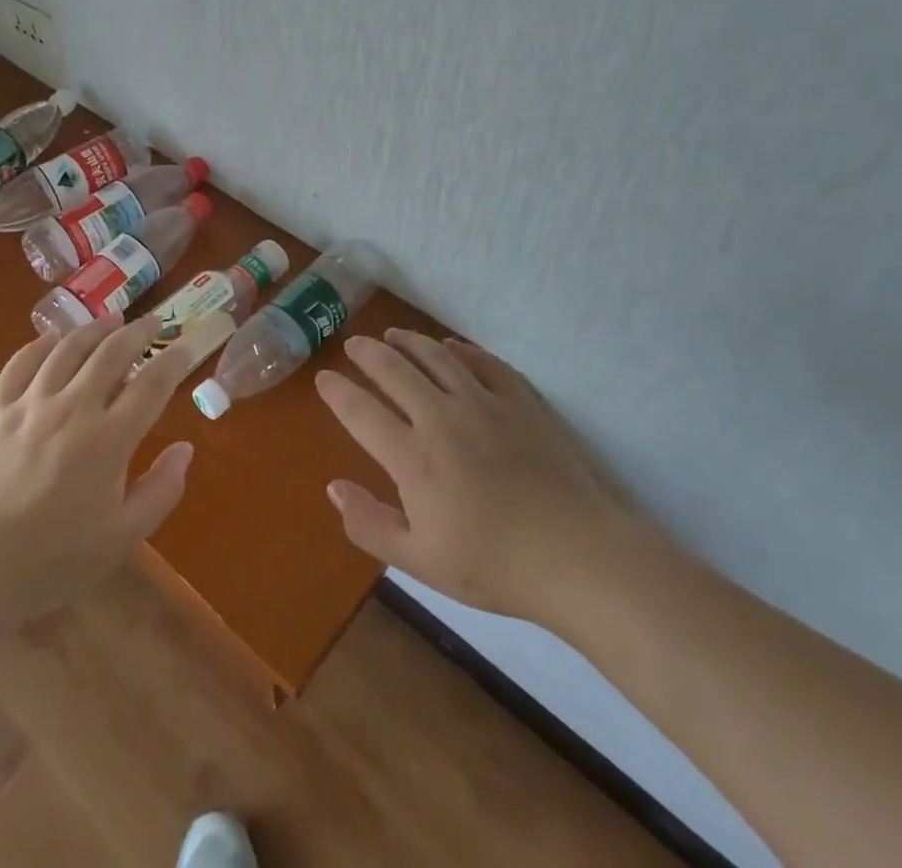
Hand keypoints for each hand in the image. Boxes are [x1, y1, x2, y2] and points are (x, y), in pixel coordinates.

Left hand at [0, 315, 192, 633]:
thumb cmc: (56, 558)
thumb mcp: (122, 538)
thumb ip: (161, 490)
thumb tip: (185, 448)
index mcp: (109, 440)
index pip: (152, 384)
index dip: (175, 360)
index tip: (187, 345)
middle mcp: (73, 408)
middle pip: (112, 353)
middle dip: (138, 331)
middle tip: (153, 321)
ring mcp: (30, 404)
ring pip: (68, 348)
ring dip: (95, 329)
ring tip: (112, 319)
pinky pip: (20, 362)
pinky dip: (40, 344)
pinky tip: (53, 338)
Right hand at [316, 330, 661, 624]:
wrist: (577, 556)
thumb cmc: (493, 565)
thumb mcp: (420, 560)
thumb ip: (370, 524)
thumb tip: (333, 488)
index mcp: (413, 457)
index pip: (362, 412)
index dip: (338, 392)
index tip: (324, 377)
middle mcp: (442, 417)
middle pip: (395, 371)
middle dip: (368, 353)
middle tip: (354, 344)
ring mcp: (484, 403)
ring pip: (437, 357)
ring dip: (410, 341)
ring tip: (394, 335)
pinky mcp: (521, 400)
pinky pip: (484, 362)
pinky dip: (462, 349)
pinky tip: (454, 346)